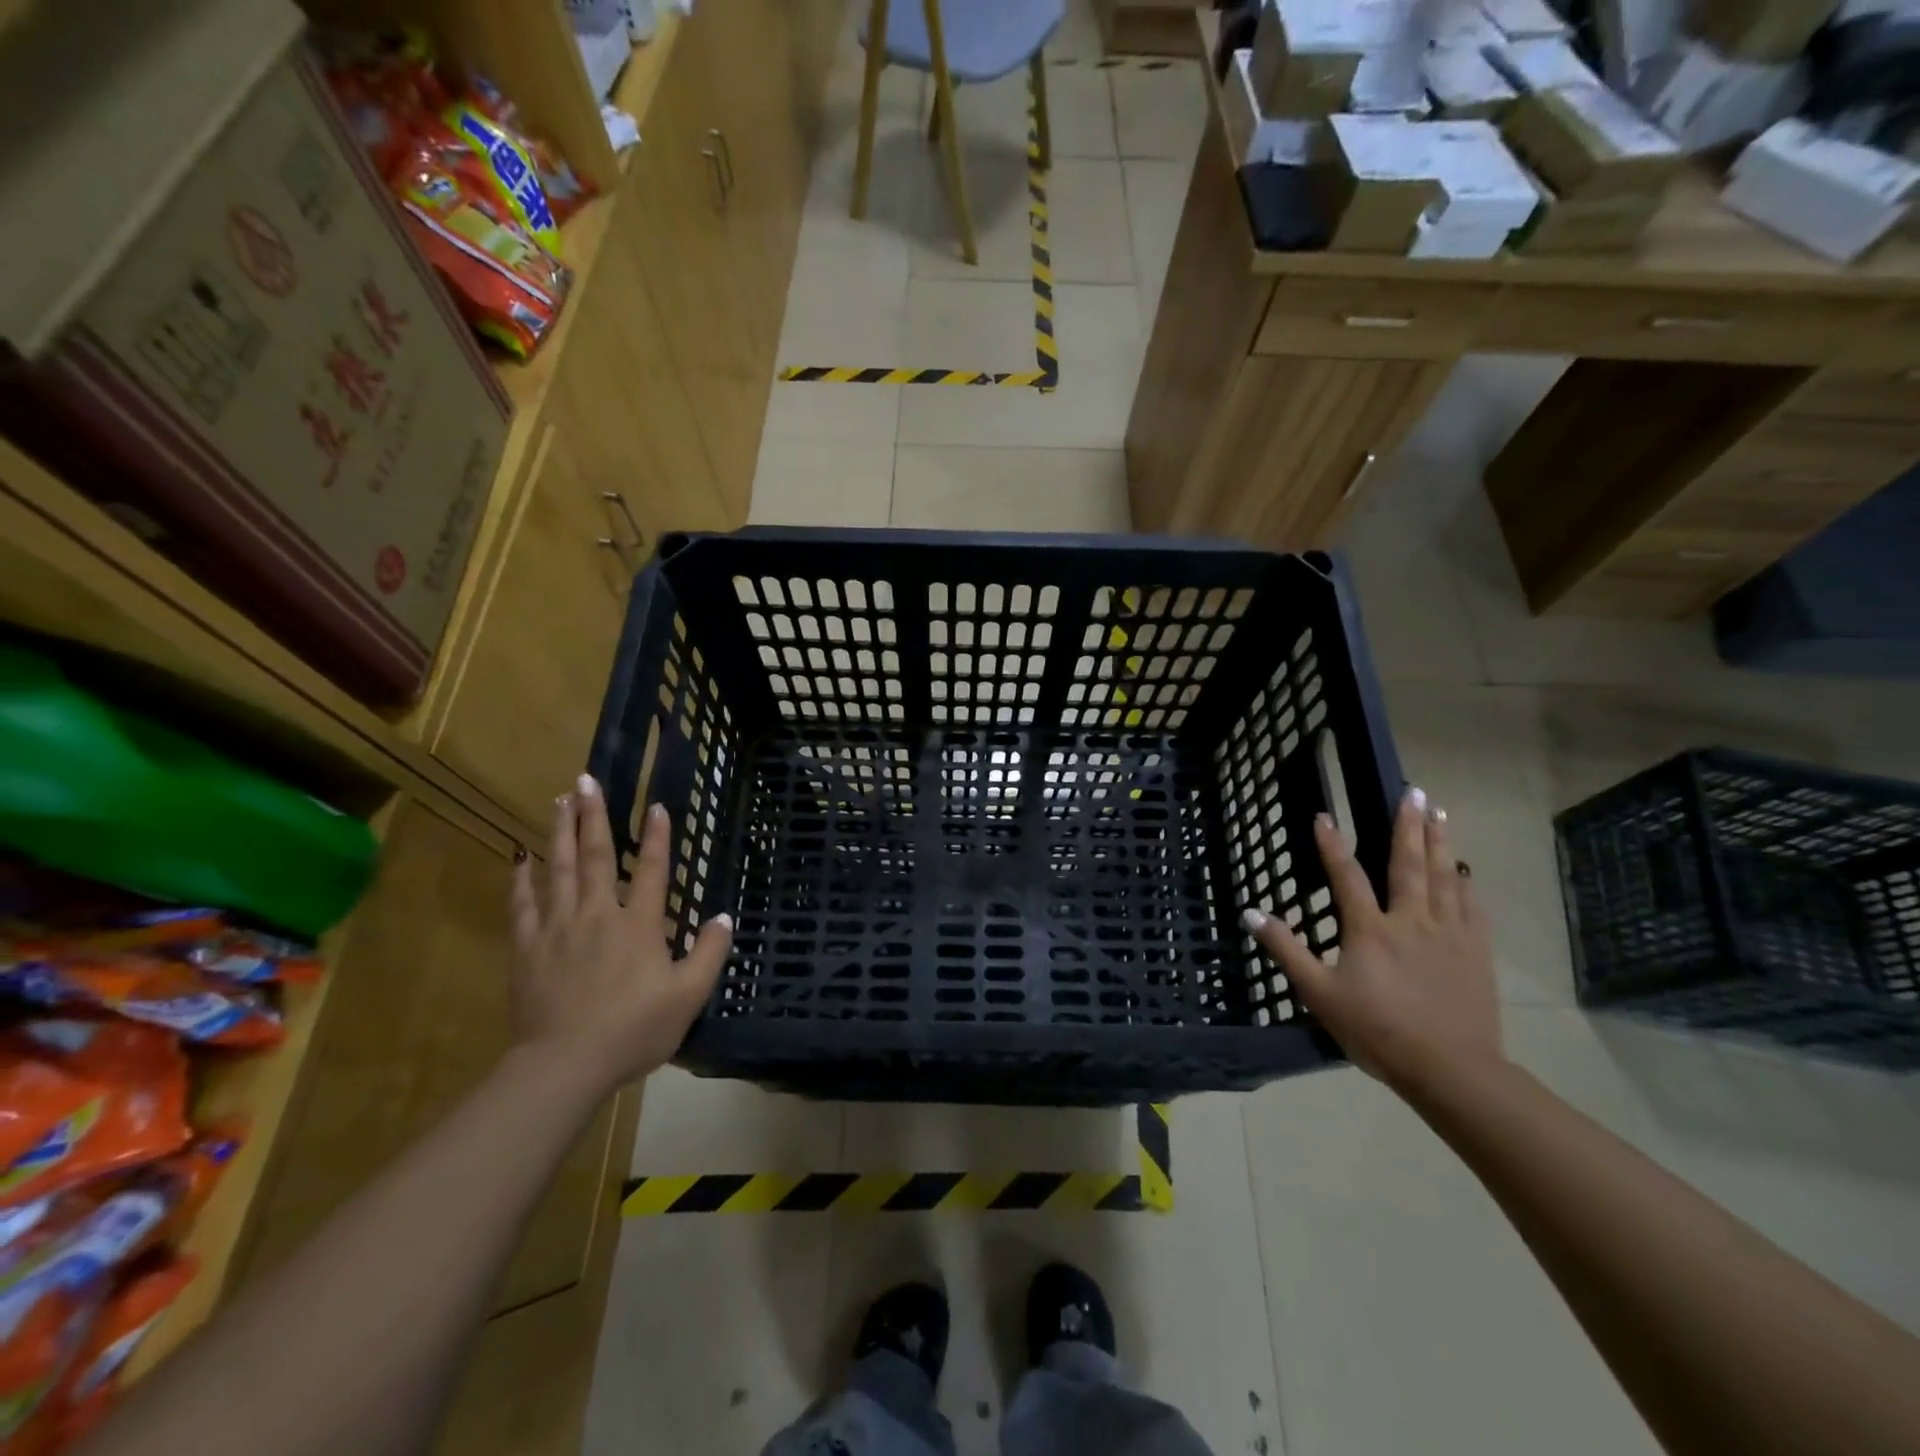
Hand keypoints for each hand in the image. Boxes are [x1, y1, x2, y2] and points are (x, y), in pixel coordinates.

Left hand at [509, 775, 731, 1093]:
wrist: (564, 1065)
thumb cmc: (633, 1030)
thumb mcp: (688, 996)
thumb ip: (709, 953)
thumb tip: (723, 916)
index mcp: (638, 925)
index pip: (652, 870)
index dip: (657, 837)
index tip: (654, 805)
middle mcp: (598, 915)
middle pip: (595, 856)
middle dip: (593, 815)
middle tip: (586, 780)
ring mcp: (558, 929)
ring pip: (558, 869)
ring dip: (559, 832)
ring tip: (560, 800)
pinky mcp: (527, 949)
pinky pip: (523, 906)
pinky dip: (522, 880)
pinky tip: (520, 859)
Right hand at [1244, 789, 1501, 1097]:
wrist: (1451, 1069)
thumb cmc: (1376, 1031)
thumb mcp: (1318, 994)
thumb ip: (1286, 950)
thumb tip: (1251, 913)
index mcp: (1370, 929)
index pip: (1346, 876)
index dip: (1331, 845)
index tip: (1324, 815)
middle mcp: (1411, 920)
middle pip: (1408, 864)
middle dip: (1409, 825)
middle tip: (1415, 792)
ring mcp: (1449, 934)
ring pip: (1444, 877)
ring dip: (1440, 843)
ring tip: (1441, 814)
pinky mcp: (1476, 952)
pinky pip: (1472, 907)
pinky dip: (1466, 883)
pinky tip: (1465, 870)